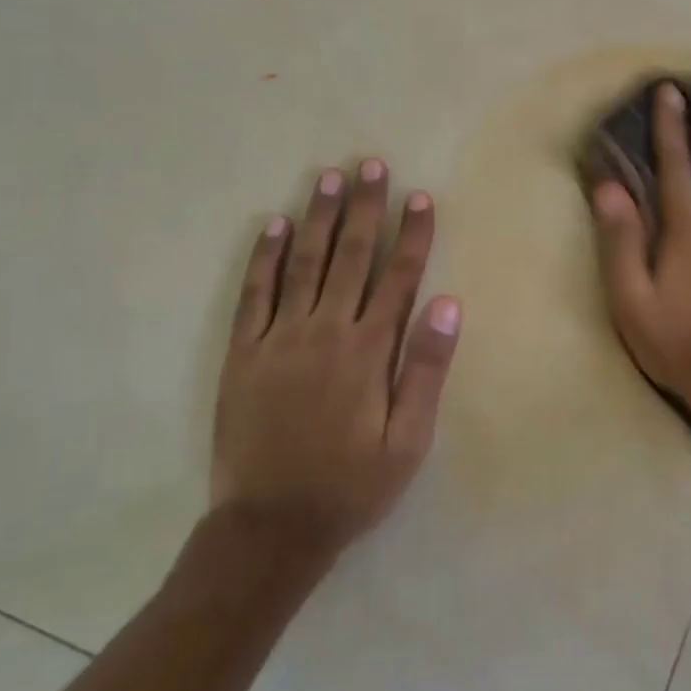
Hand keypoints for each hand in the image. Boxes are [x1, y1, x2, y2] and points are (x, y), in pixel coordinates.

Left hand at [211, 159, 460, 557]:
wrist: (270, 526)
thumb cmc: (351, 485)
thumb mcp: (408, 440)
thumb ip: (426, 369)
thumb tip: (447, 304)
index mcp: (368, 350)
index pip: (397, 277)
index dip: (412, 235)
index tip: (420, 197)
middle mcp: (325, 331)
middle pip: (350, 257)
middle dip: (364, 208)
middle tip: (370, 165)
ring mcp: (279, 338)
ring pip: (302, 263)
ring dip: (317, 218)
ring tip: (327, 178)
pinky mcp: (243, 352)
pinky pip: (253, 294)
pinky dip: (262, 256)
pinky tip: (271, 225)